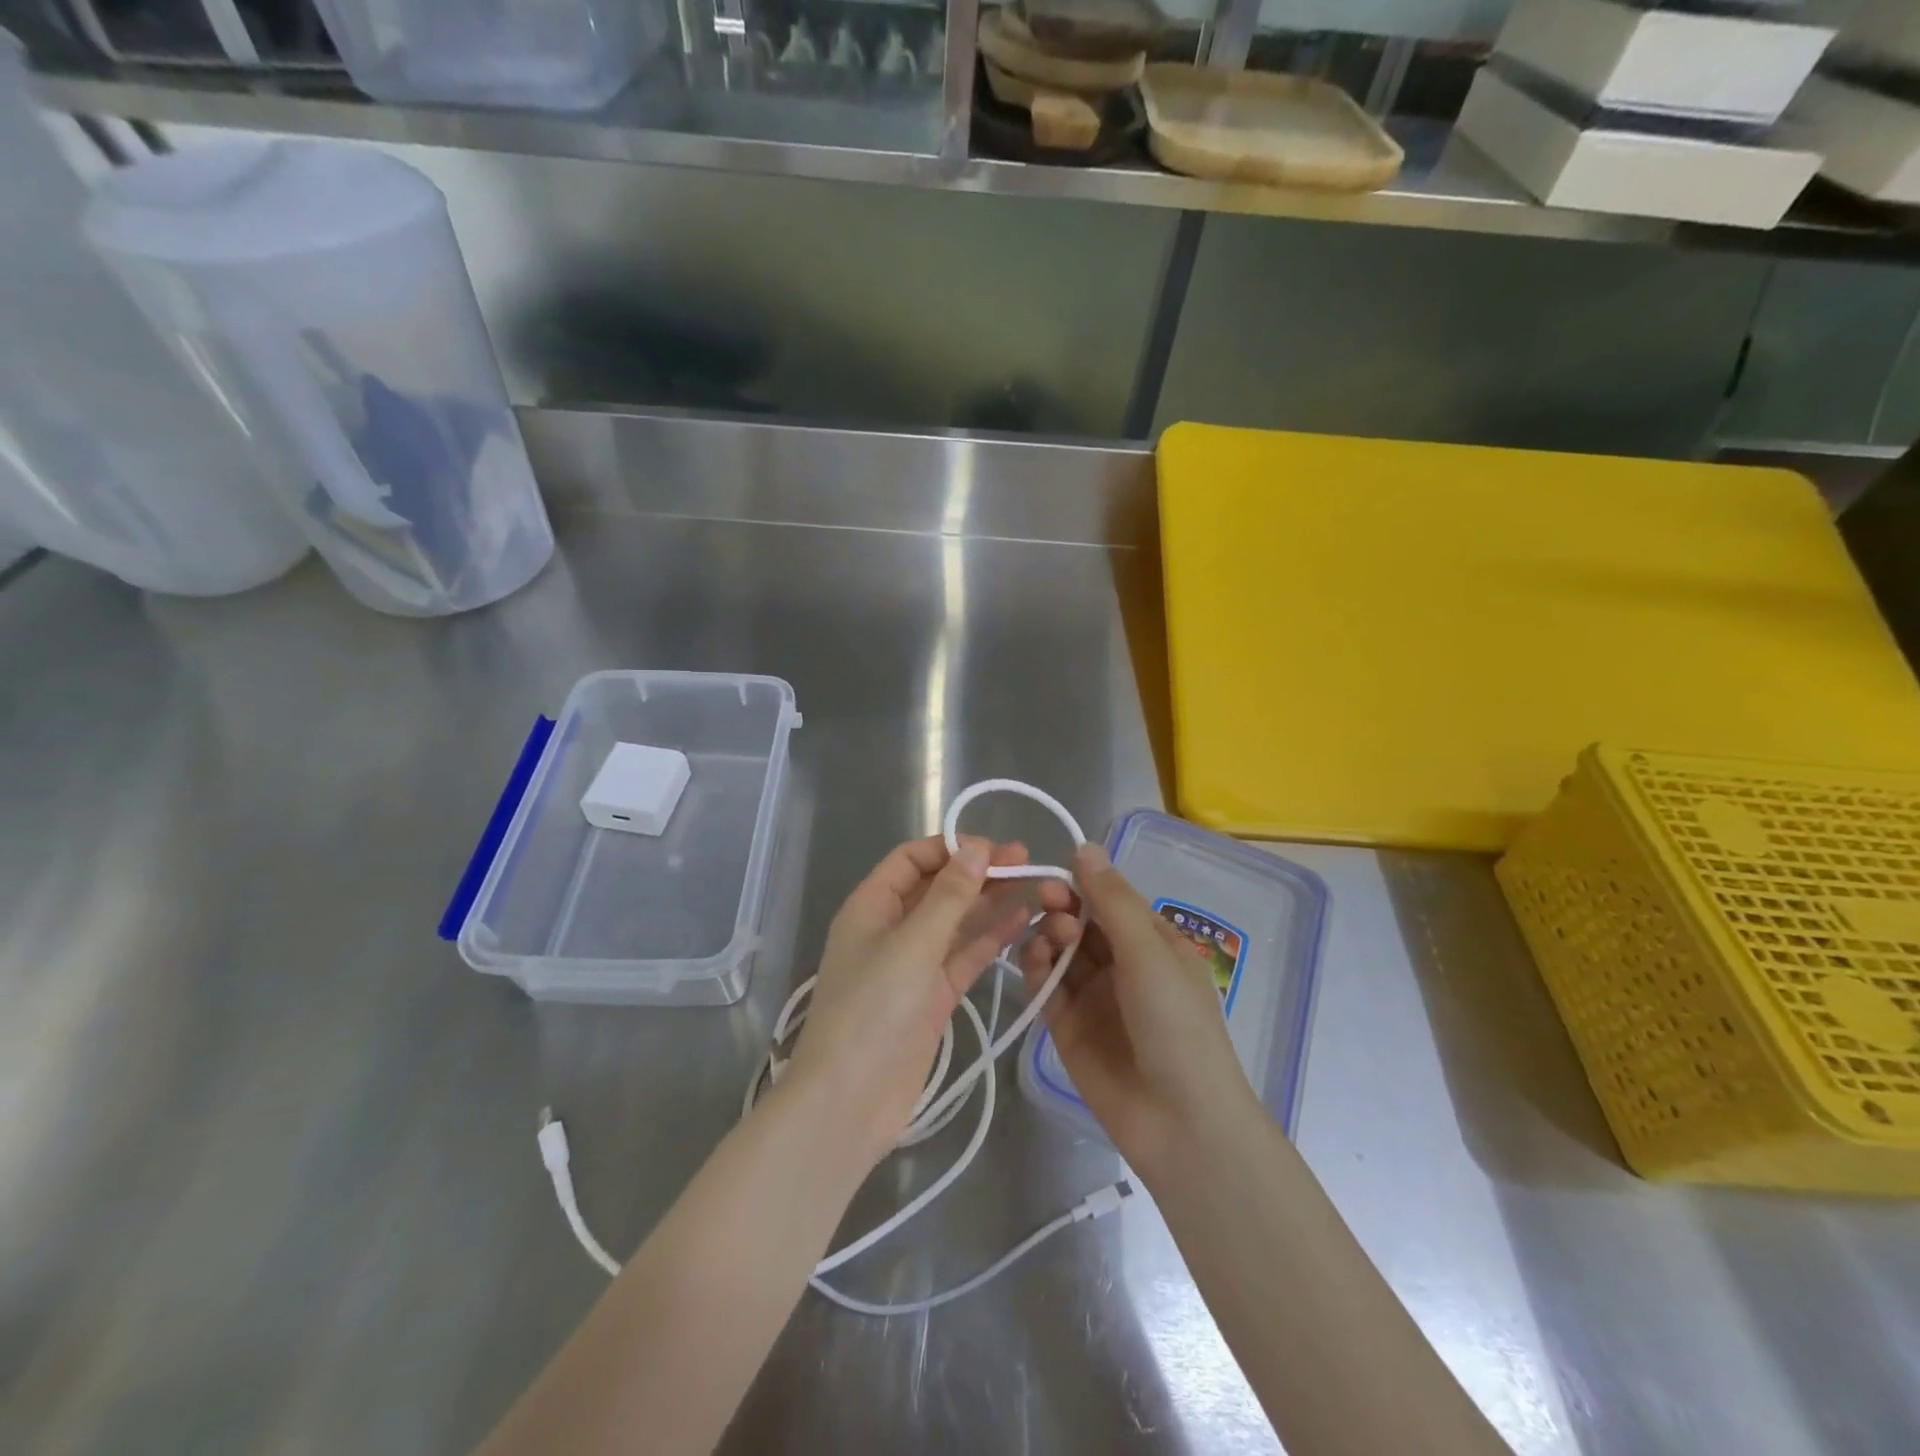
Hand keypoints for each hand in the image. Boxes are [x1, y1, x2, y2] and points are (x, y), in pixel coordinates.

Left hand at [785, 835, 1033, 1166]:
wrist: (851, 1101)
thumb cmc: (873, 1010)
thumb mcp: (913, 944)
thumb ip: (949, 896)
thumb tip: (977, 849)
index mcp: (871, 906)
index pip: (912, 859)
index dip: (950, 847)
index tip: (994, 847)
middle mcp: (891, 929)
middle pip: (938, 888)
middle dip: (978, 872)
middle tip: (1027, 860)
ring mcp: (913, 965)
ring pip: (956, 922)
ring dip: (990, 903)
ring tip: (1035, 884)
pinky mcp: (933, 997)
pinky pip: (964, 957)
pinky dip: (990, 939)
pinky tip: (1023, 922)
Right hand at [1024, 843, 1258, 1176]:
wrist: (1179, 1121)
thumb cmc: (1175, 1023)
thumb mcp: (1148, 952)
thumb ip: (1111, 900)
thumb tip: (1085, 846)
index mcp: (1151, 942)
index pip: (1110, 900)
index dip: (1084, 883)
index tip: (1057, 875)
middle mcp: (1121, 964)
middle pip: (1081, 921)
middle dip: (1063, 906)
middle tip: (1048, 900)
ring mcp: (1092, 996)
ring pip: (1060, 950)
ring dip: (1050, 934)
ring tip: (1051, 938)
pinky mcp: (1067, 1025)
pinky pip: (1046, 985)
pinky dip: (1037, 967)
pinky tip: (1035, 959)